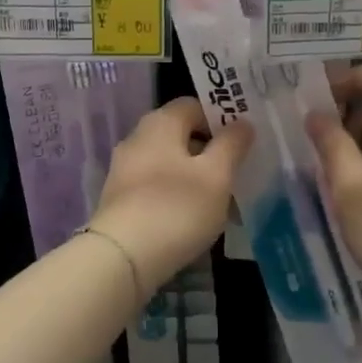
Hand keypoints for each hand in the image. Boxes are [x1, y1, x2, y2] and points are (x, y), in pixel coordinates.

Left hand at [90, 99, 252, 292]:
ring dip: (194, 177)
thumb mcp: (216, 175)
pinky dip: (175, 196)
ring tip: (219, 203)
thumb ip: (231, 145)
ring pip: (168, 163)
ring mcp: (124, 169)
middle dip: (209, 152)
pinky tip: (191, 220)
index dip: (220, 119)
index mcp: (160, 123)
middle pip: (180, 135)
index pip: (194, 105)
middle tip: (235, 174)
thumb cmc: (176, 208)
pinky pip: (155, 187)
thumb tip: (241, 123)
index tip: (242, 143)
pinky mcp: (119, 199)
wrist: (121, 257)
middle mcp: (137, 138)